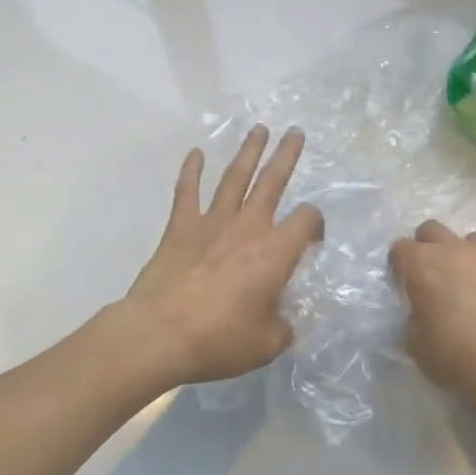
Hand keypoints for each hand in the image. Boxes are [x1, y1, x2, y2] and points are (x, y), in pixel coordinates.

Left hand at [124, 126, 324, 386]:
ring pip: (234, 178)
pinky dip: (191, 171)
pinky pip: (187, 192)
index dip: (315, 224)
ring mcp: (211, 223)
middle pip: (272, 182)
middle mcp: (247, 228)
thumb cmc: (219, 339)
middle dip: (286, 156)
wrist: (160, 333)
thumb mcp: (265, 344)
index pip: (306, 222)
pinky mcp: (180, 227)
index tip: (312, 238)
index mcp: (274, 253)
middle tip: (295, 133)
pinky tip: (195, 153)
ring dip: (248, 152)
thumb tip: (283, 321)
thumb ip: (282, 327)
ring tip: (259, 130)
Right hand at [389, 219, 475, 415]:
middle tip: (431, 278)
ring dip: (461, 255)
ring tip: (465, 284)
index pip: (399, 248)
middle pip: (431, 230)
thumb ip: (413, 317)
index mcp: (422, 265)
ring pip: (469, 240)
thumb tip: (422, 311)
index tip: (404, 287)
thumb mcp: (415, 343)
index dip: (399, 267)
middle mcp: (454, 251)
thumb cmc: (456, 356)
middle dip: (426, 248)